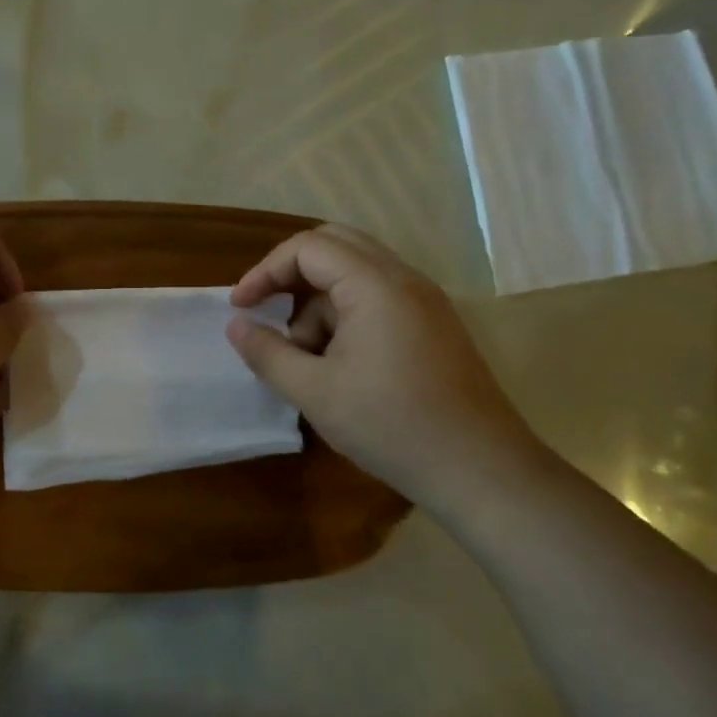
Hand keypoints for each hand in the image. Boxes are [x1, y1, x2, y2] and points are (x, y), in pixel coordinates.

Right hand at [226, 223, 545, 506]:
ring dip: (319, 303)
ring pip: (356, 274)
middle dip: (291, 275)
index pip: (308, 247)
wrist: (480, 470)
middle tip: (266, 310)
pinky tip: (339, 364)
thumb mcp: (314, 392)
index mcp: (376, 285)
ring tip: (307, 359)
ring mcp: (425, 301)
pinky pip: (378, 298)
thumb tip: (235, 325)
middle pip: (335, 246)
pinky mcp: (434, 325)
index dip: (265, 271)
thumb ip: (268, 352)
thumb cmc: (391, 426)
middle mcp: (404, 279)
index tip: (240, 307)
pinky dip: (346, 316)